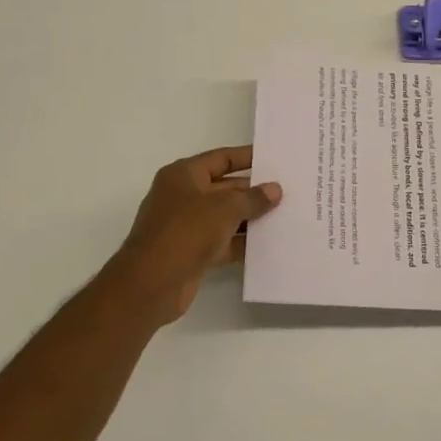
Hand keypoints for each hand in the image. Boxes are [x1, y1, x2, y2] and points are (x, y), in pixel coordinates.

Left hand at [104, 146, 282, 324]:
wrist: (152, 283)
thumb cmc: (186, 232)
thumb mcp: (225, 208)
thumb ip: (252, 198)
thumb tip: (274, 189)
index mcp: (183, 175)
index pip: (221, 158)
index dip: (248, 157)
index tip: (274, 159)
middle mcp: (183, 196)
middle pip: (225, 188)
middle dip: (254, 191)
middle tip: (288, 192)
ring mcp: (187, 226)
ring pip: (226, 217)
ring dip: (251, 218)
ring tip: (285, 217)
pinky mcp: (193, 252)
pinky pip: (223, 242)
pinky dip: (242, 243)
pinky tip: (268, 245)